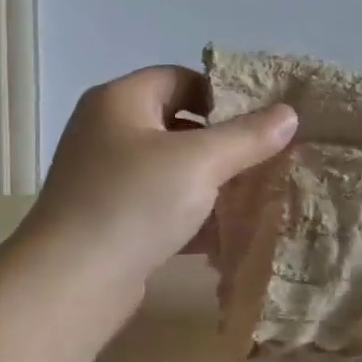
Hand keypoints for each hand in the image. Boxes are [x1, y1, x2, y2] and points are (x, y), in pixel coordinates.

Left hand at [25, 66, 297, 289]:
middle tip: (264, 161)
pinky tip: (227, 235)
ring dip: (211, 184)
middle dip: (223, 144)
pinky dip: (192, 216)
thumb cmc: (134, 203)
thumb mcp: (199, 162)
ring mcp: (106, 180)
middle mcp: (108, 133)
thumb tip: (289, 113)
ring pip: (171, 171)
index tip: (261, 123)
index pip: (179, 79)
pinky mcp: (112, 222)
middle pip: (177, 126)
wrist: (71, 283)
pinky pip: (161, 208)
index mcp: (120, 102)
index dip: (222, 95)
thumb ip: (247, 136)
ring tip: (255, 198)